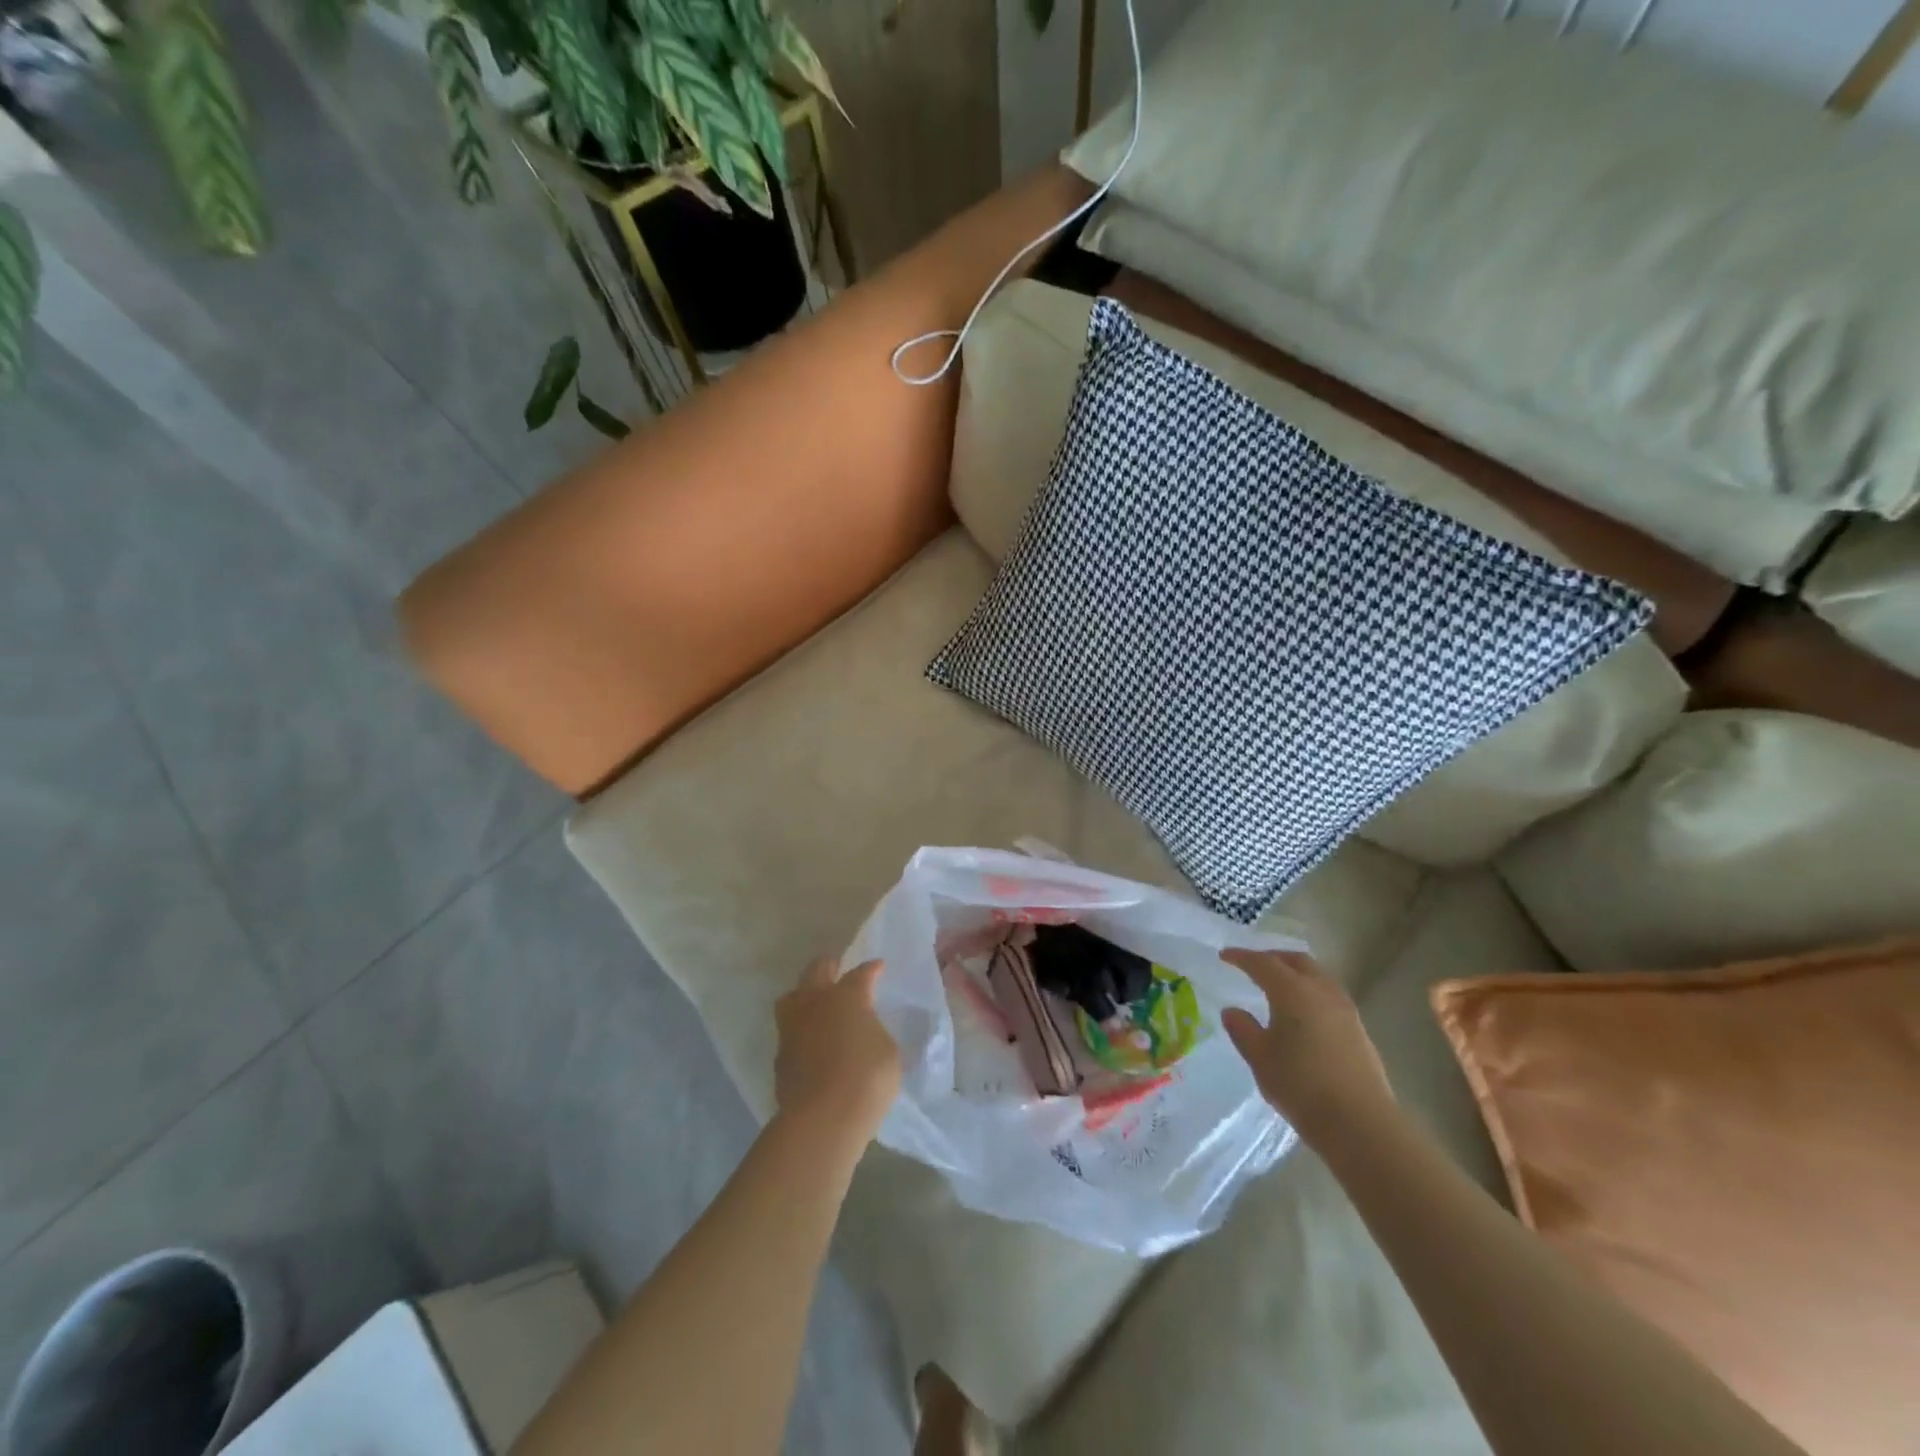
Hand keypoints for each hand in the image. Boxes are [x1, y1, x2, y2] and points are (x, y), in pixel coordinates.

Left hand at [774, 956, 901, 1143]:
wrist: (822, 1119)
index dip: (871, 970)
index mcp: (846, 997)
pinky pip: (789, 1031)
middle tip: (839, 969)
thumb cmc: (866, 1079)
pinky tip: (810, 1040)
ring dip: (804, 994)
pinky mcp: (780, 1056)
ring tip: (815, 1002)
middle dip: (829, 966)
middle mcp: (815, 1003)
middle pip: (817, 970)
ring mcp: (792, 1028)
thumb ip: (874, 1032)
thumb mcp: (887, 1051)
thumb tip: (865, 1031)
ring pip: (792, 997)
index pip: (861, 974)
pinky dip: (800, 1029)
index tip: (878, 967)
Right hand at [1219, 949, 1394, 1144]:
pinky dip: (1310, 991)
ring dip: (1295, 973)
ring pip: (1317, 976)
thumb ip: (1243, 1029)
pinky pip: (1329, 995)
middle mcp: (1322, 991)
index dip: (1242, 957)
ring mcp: (1345, 1010)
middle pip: (1296, 961)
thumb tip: (1233, 1011)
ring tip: (1277, 986)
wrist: (1361, 1124)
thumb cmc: (1302, 1086)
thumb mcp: (1260, 1058)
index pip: (1263, 963)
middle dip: (1273, 958)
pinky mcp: (1358, 1030)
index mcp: (1293, 991)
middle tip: (1253, 965)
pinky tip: (1302, 1012)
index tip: (1224, 956)